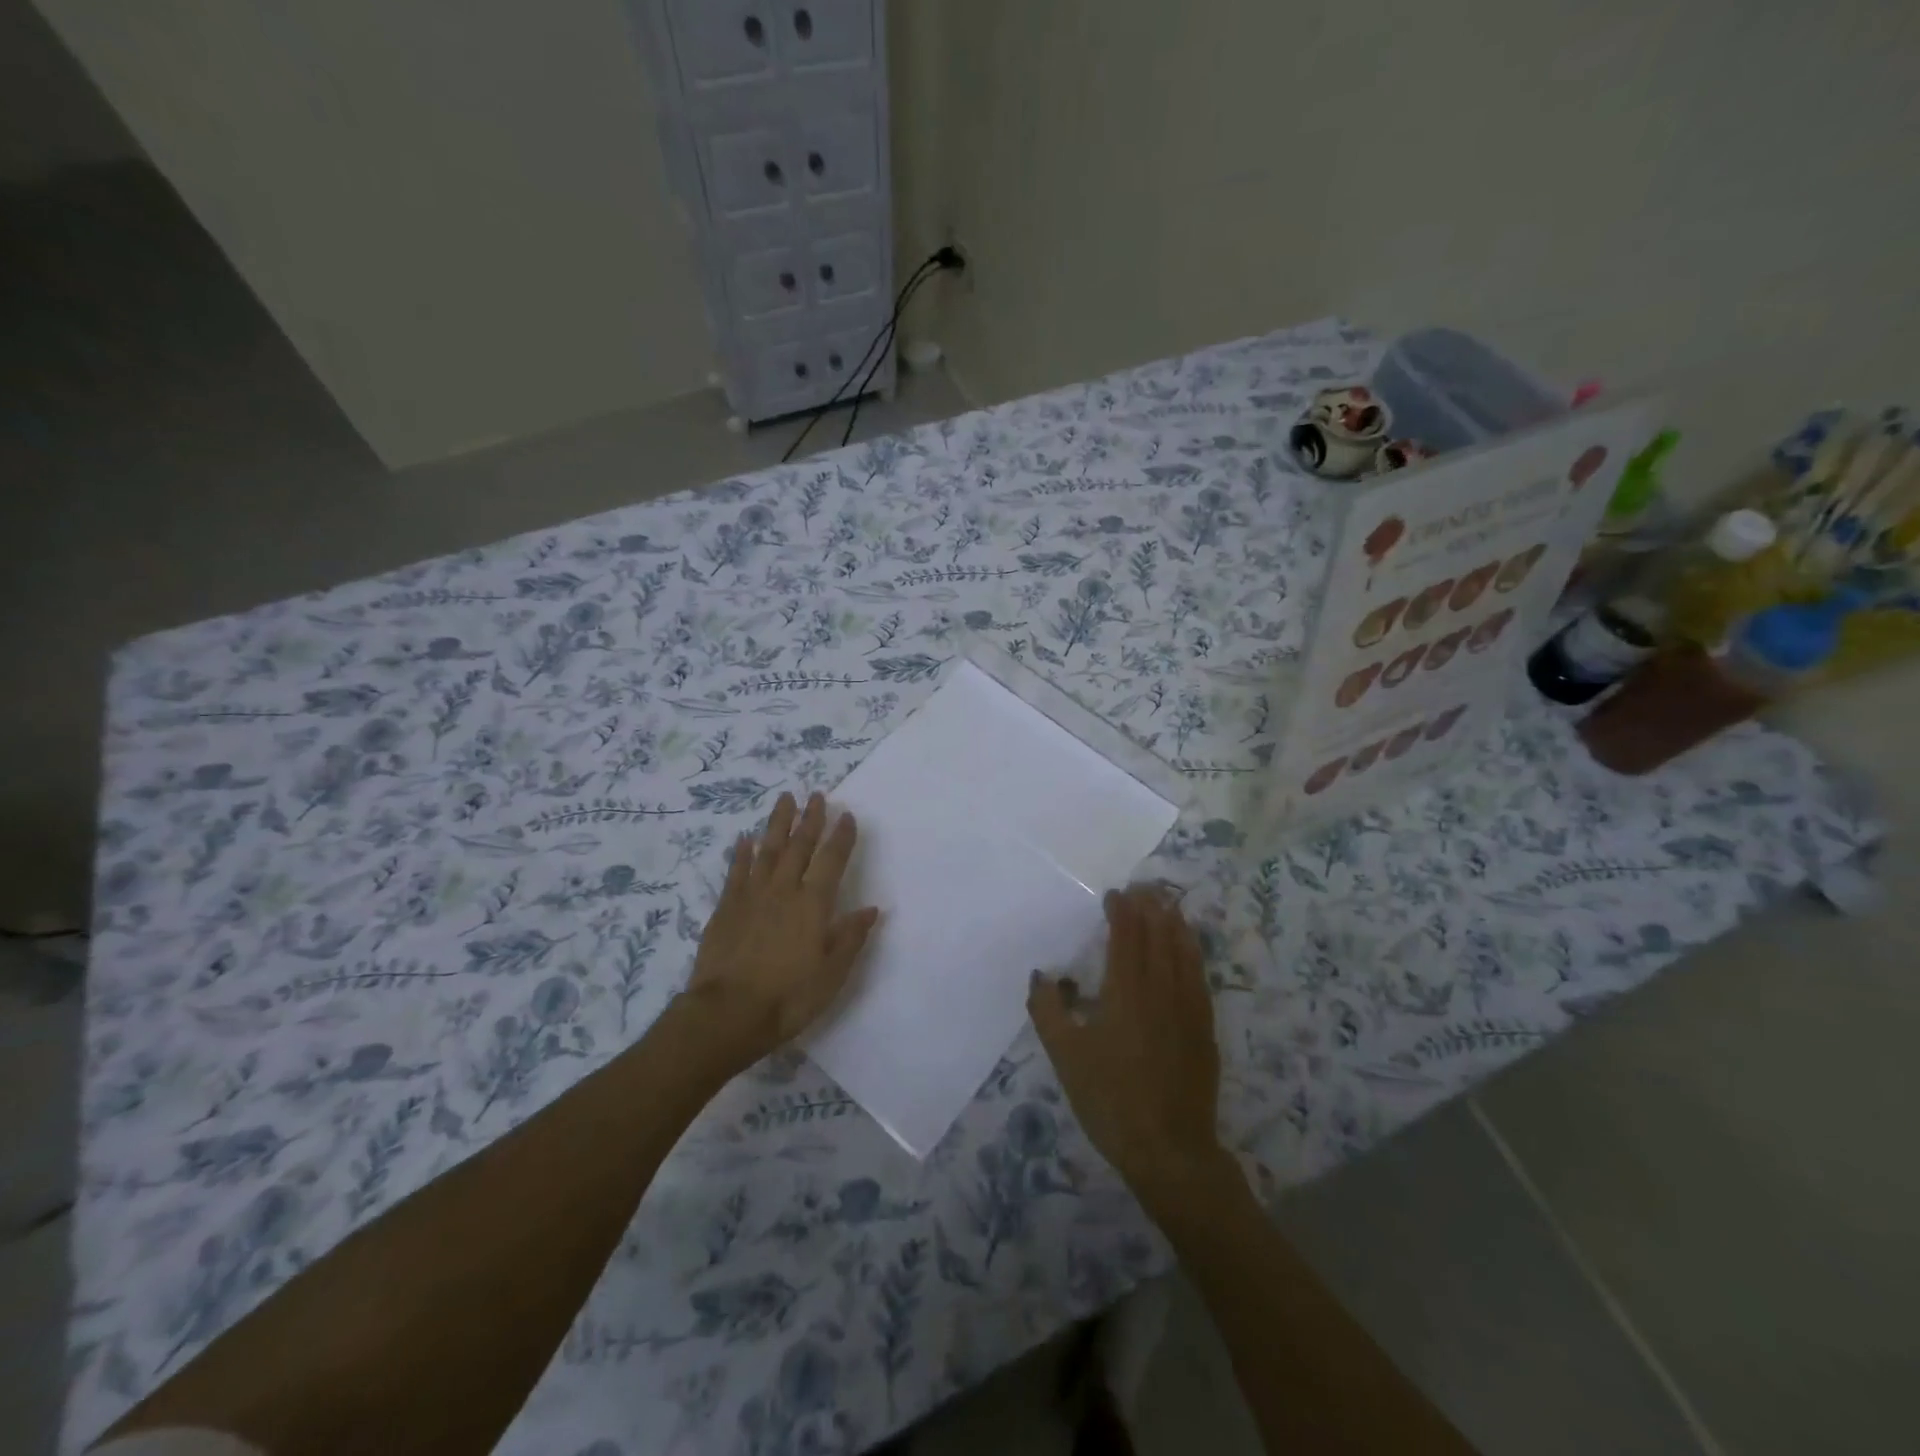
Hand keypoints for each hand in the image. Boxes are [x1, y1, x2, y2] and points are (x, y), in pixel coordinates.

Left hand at [684, 791, 878, 1072]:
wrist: (727, 1014)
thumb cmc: (788, 998)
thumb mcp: (831, 974)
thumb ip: (850, 938)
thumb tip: (871, 909)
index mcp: (813, 904)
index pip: (832, 860)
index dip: (841, 837)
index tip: (848, 815)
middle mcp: (784, 890)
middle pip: (800, 846)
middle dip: (811, 819)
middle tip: (817, 795)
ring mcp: (752, 895)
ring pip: (768, 850)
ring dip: (778, 823)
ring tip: (786, 799)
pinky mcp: (726, 907)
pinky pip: (737, 871)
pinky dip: (742, 853)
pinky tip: (745, 838)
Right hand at [1028, 886, 1224, 1202]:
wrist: (1169, 1149)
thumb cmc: (1110, 1099)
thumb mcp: (1065, 1056)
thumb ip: (1048, 1010)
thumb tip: (1041, 975)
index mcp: (1125, 992)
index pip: (1125, 937)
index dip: (1121, 911)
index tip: (1115, 894)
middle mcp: (1160, 989)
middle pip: (1158, 936)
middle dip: (1150, 908)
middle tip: (1144, 886)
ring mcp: (1188, 1007)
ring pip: (1183, 951)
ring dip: (1174, 923)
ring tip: (1168, 903)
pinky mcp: (1204, 1027)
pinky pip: (1199, 976)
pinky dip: (1193, 951)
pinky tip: (1191, 947)